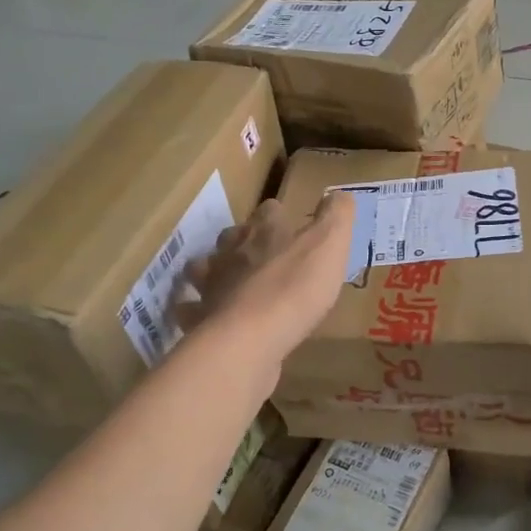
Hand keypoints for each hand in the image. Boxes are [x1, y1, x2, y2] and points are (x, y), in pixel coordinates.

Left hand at [176, 193, 355, 362]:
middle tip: (257, 255)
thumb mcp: (330, 245)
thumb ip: (336, 217)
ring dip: (212, 272)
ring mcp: (212, 285)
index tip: (288, 224)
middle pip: (231, 236)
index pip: (269, 210)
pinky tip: (206, 319)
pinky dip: (195, 312)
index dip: (278, 216)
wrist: (252, 337)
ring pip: (203, 268)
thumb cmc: (297, 287)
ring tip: (226, 283)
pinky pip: (192, 312)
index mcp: (264, 230)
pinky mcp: (202, 319)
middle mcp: (232, 251)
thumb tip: (339, 194)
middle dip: (242, 241)